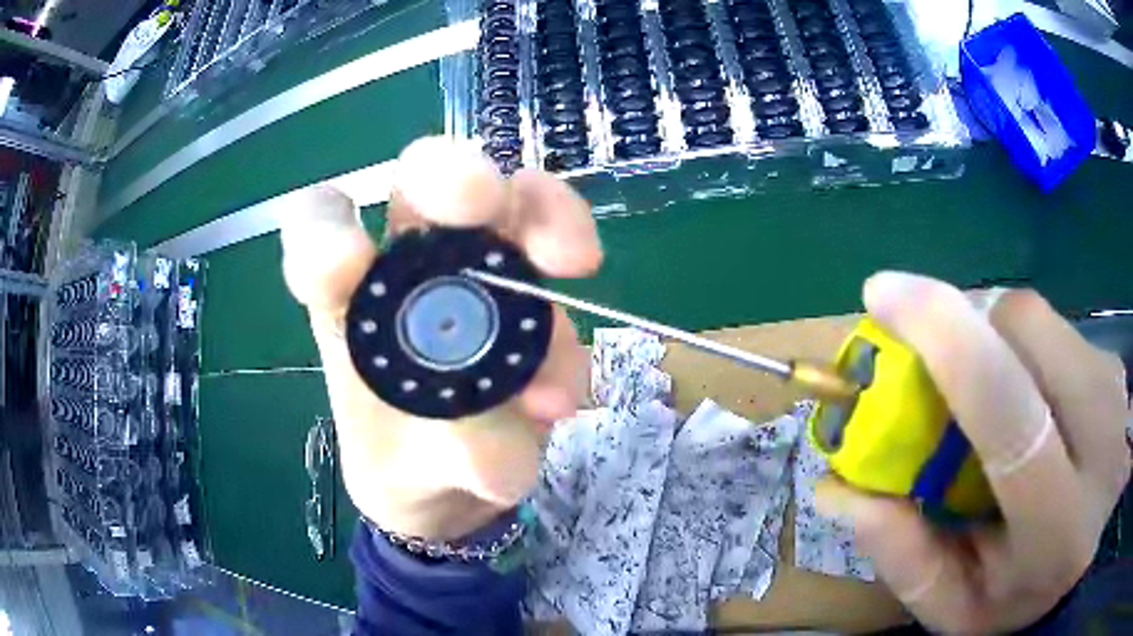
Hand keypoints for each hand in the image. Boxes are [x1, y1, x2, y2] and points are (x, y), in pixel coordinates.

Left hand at [278, 137, 601, 539]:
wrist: (463, 483)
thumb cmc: (406, 470)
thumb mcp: (410, 480)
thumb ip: (449, 457)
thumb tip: (494, 438)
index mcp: (345, 301)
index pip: (319, 229)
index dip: (326, 229)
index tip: (348, 262)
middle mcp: (408, 267)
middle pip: (421, 180)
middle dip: (450, 177)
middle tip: (480, 201)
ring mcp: (477, 265)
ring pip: (509, 197)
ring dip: (545, 217)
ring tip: (574, 264)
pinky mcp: (531, 281)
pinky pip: (560, 243)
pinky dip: (575, 271)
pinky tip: (572, 358)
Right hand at [816, 272, 1130, 632]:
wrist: (1081, 567)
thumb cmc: (1017, 600)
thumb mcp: (953, 608)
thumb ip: (904, 557)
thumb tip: (839, 489)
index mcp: (1058, 526)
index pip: (1010, 414)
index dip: (947, 340)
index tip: (882, 293)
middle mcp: (1101, 443)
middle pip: (1027, 330)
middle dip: (967, 324)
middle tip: (930, 359)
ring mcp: (1114, 393)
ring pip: (1039, 317)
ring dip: (992, 334)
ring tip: (981, 388)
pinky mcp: (1114, 368)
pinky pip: (1054, 325)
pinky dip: (1019, 343)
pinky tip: (1021, 391)